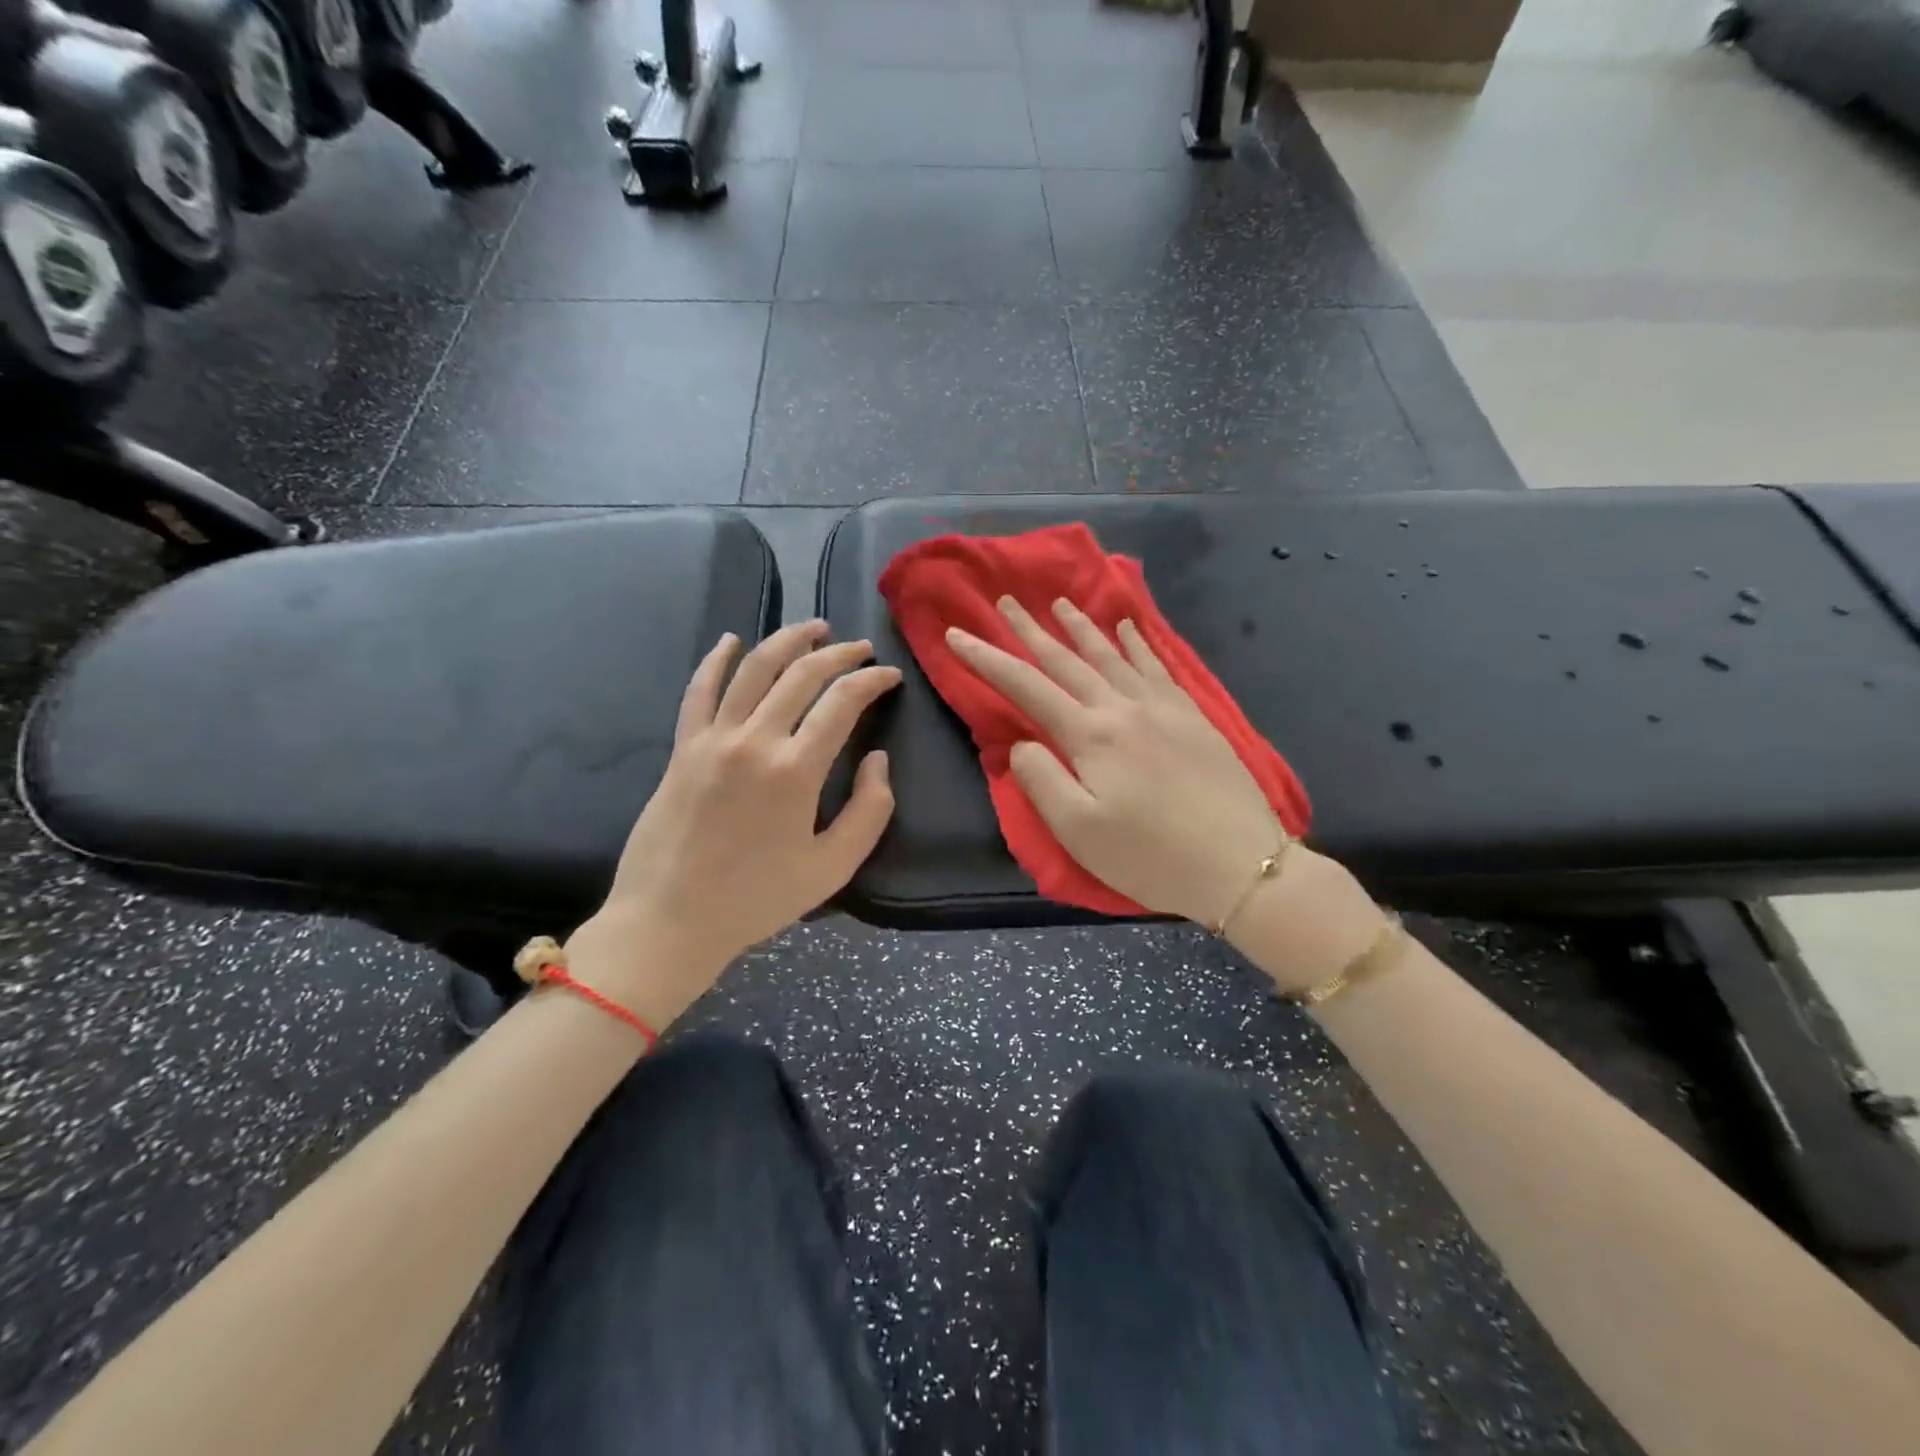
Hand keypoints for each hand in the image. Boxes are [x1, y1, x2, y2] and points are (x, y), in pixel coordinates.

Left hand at [565, 621, 899, 1028]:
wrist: (670, 920)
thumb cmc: (757, 900)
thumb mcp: (832, 868)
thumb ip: (870, 811)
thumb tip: (878, 759)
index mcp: (795, 771)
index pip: (842, 702)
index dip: (872, 681)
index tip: (890, 676)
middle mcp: (753, 741)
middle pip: (801, 674)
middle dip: (838, 654)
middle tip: (861, 649)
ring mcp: (712, 740)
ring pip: (752, 669)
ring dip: (786, 641)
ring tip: (813, 629)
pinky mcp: (683, 748)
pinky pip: (699, 690)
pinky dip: (716, 660)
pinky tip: (730, 640)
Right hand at [946, 597, 1285, 929]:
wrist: (1242, 865)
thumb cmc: (1150, 856)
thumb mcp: (1078, 831)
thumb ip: (1041, 780)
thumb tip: (1022, 742)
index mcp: (1090, 735)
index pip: (1026, 686)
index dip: (987, 658)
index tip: (957, 634)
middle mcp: (1123, 708)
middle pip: (1067, 660)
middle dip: (1030, 629)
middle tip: (1005, 600)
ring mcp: (1163, 707)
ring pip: (1112, 655)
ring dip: (1081, 627)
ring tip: (1060, 602)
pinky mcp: (1194, 716)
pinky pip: (1157, 666)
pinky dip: (1137, 642)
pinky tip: (1129, 628)